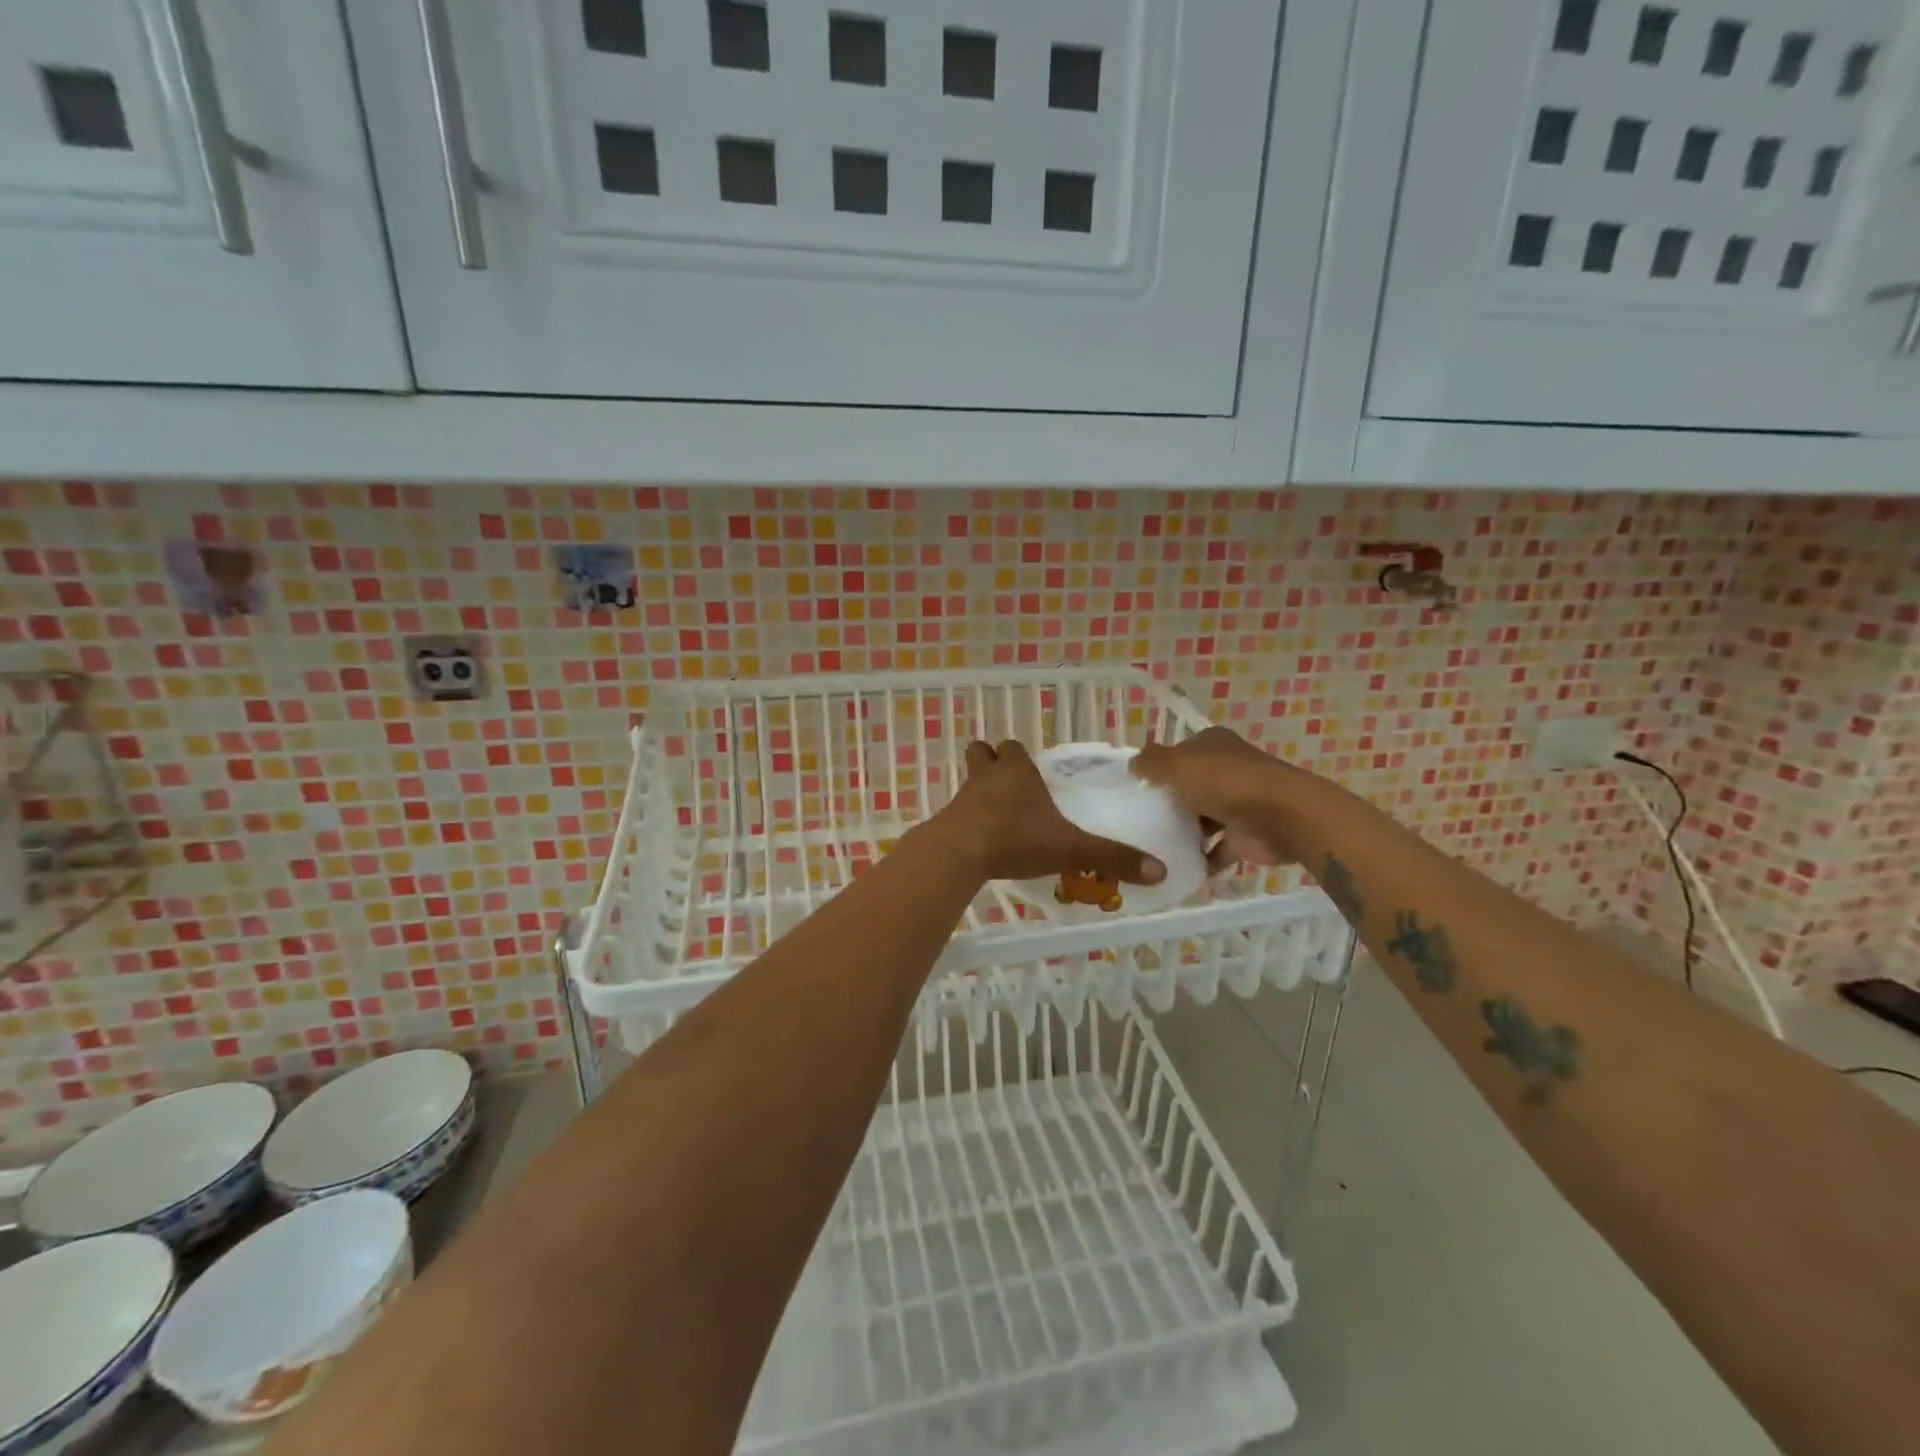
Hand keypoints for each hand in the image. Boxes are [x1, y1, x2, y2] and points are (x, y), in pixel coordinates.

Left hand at [925, 740, 1167, 886]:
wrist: (959, 854)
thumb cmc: (1016, 839)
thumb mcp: (1070, 849)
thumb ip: (1111, 857)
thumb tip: (1160, 871)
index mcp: (1017, 771)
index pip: (1014, 748)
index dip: (1020, 757)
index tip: (1032, 773)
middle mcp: (988, 776)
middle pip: (984, 754)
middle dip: (994, 764)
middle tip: (1011, 787)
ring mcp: (963, 797)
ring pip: (969, 780)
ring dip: (980, 791)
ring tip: (998, 814)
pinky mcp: (948, 820)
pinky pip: (959, 811)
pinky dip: (969, 819)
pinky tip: (982, 840)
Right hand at [1132, 727, 1300, 868]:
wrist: (1280, 817)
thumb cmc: (1224, 782)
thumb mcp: (1176, 764)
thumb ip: (1150, 763)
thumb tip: (1133, 766)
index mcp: (1213, 745)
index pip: (1179, 752)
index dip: (1158, 766)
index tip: (1135, 787)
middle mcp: (1227, 770)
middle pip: (1190, 786)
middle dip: (1169, 802)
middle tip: (1137, 820)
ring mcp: (1239, 804)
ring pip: (1203, 818)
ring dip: (1184, 832)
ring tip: (1151, 847)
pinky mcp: (1247, 835)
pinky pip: (1217, 849)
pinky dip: (1201, 860)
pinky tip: (1176, 869)